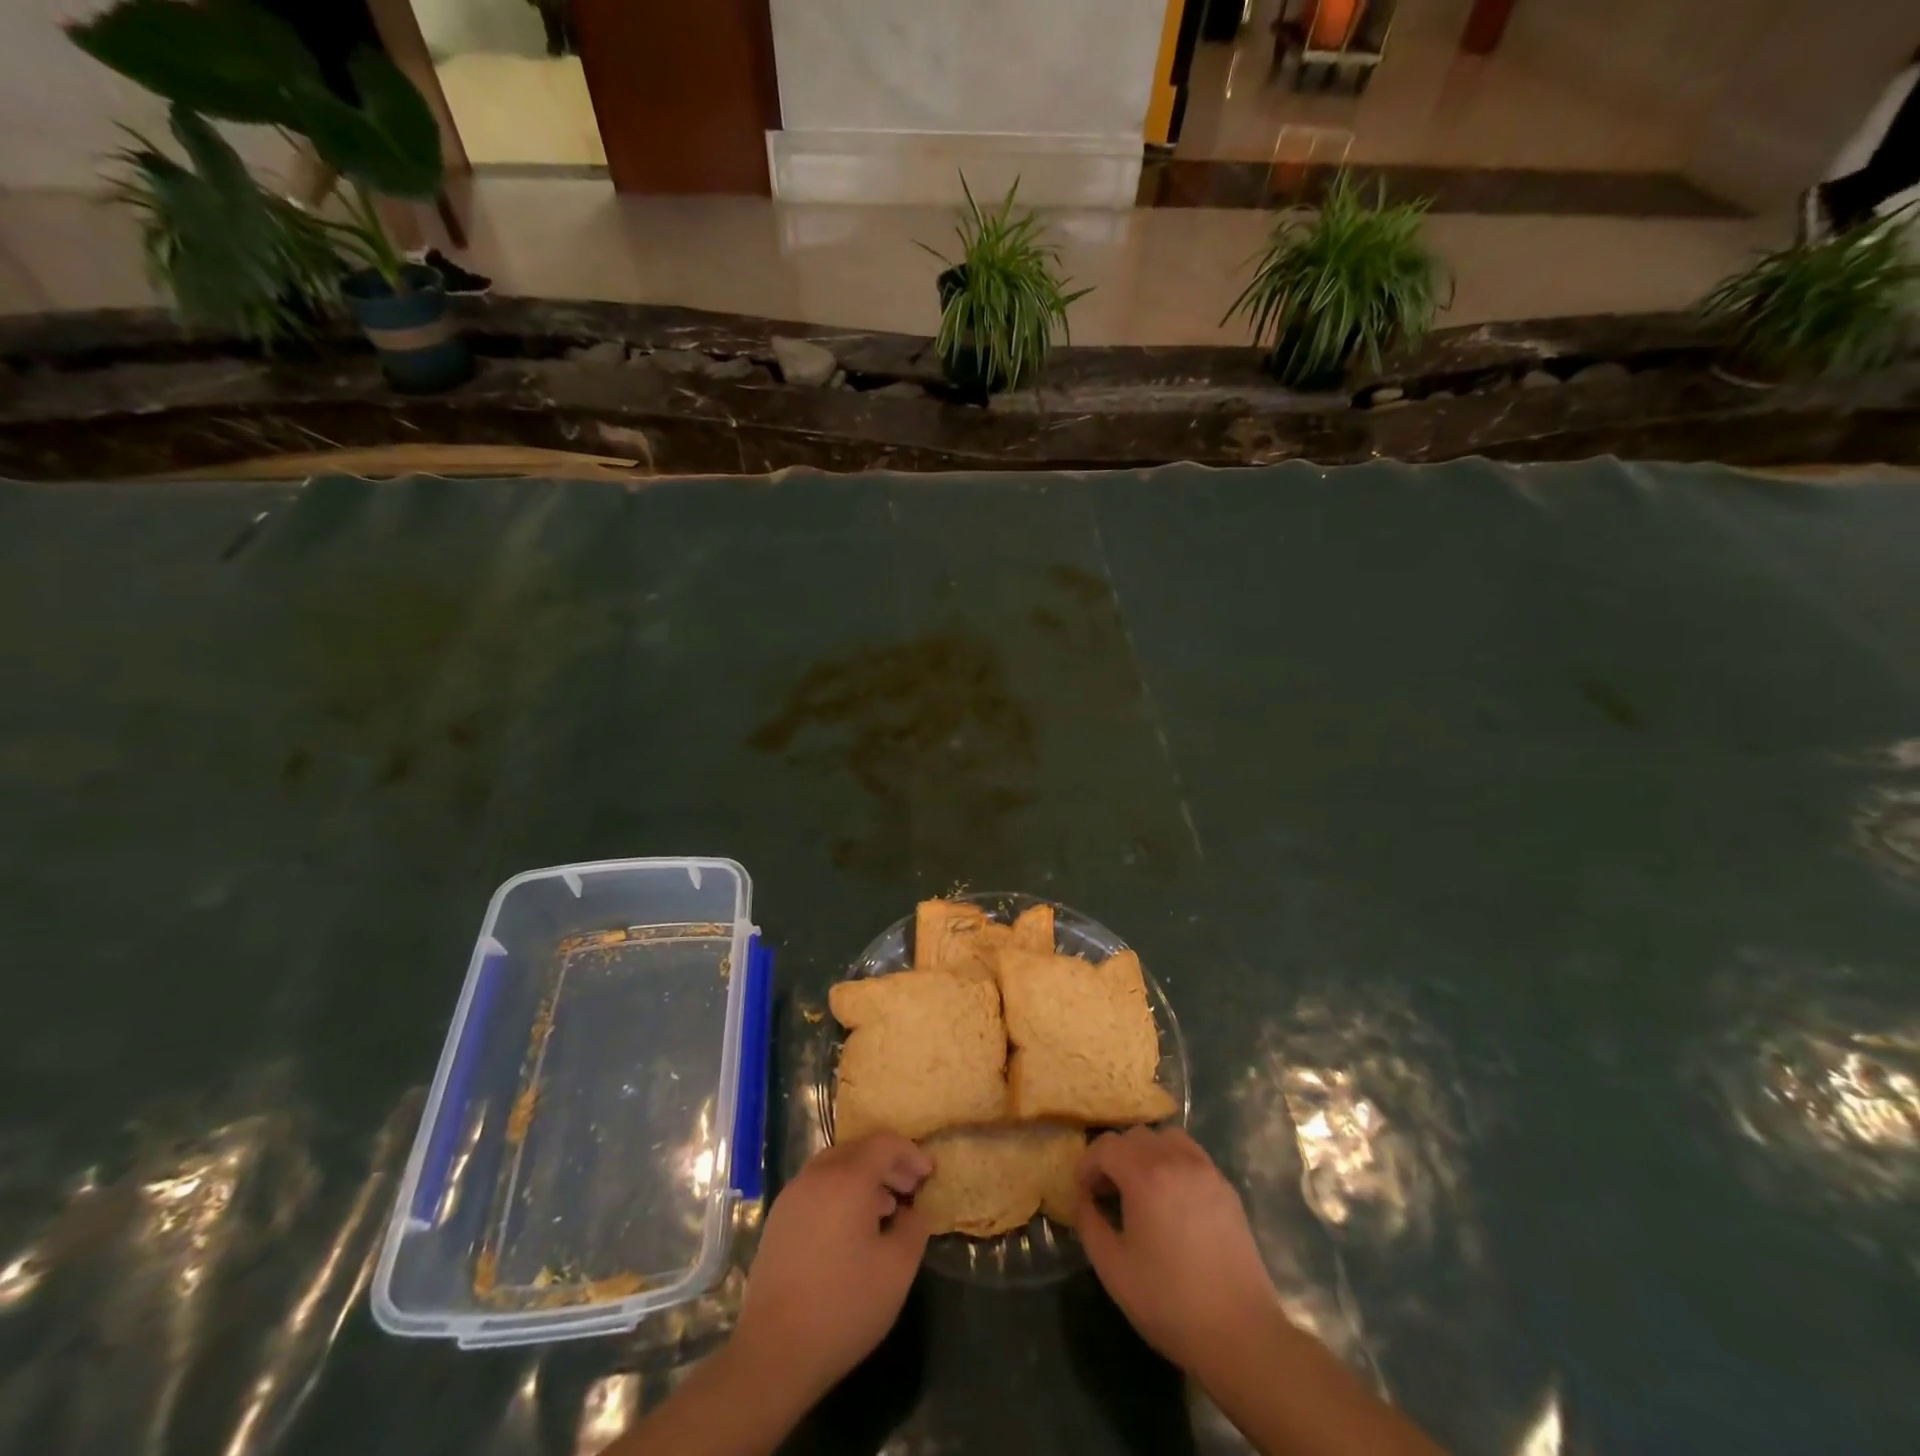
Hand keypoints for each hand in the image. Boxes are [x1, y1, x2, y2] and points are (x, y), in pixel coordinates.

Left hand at [731, 1132, 932, 1404]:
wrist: (773, 1352)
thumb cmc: (843, 1306)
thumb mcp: (897, 1270)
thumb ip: (914, 1229)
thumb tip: (914, 1211)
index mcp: (848, 1178)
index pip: (885, 1143)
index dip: (911, 1153)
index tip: (929, 1174)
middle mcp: (817, 1175)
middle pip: (858, 1150)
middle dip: (888, 1163)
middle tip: (911, 1187)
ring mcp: (792, 1195)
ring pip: (835, 1167)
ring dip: (863, 1177)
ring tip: (885, 1209)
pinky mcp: (777, 1219)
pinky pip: (816, 1187)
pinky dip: (840, 1192)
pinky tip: (851, 1227)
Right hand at [1074, 1126, 1282, 1375]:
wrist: (1241, 1334)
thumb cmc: (1170, 1303)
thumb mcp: (1113, 1269)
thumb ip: (1088, 1223)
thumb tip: (1082, 1199)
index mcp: (1146, 1176)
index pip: (1106, 1145)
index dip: (1088, 1164)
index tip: (1084, 1192)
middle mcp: (1176, 1160)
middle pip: (1135, 1136)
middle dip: (1114, 1158)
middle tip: (1108, 1193)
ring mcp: (1206, 1171)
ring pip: (1166, 1138)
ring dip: (1146, 1153)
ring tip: (1142, 1188)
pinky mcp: (1226, 1188)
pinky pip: (1191, 1155)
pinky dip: (1173, 1161)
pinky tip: (1173, 1199)